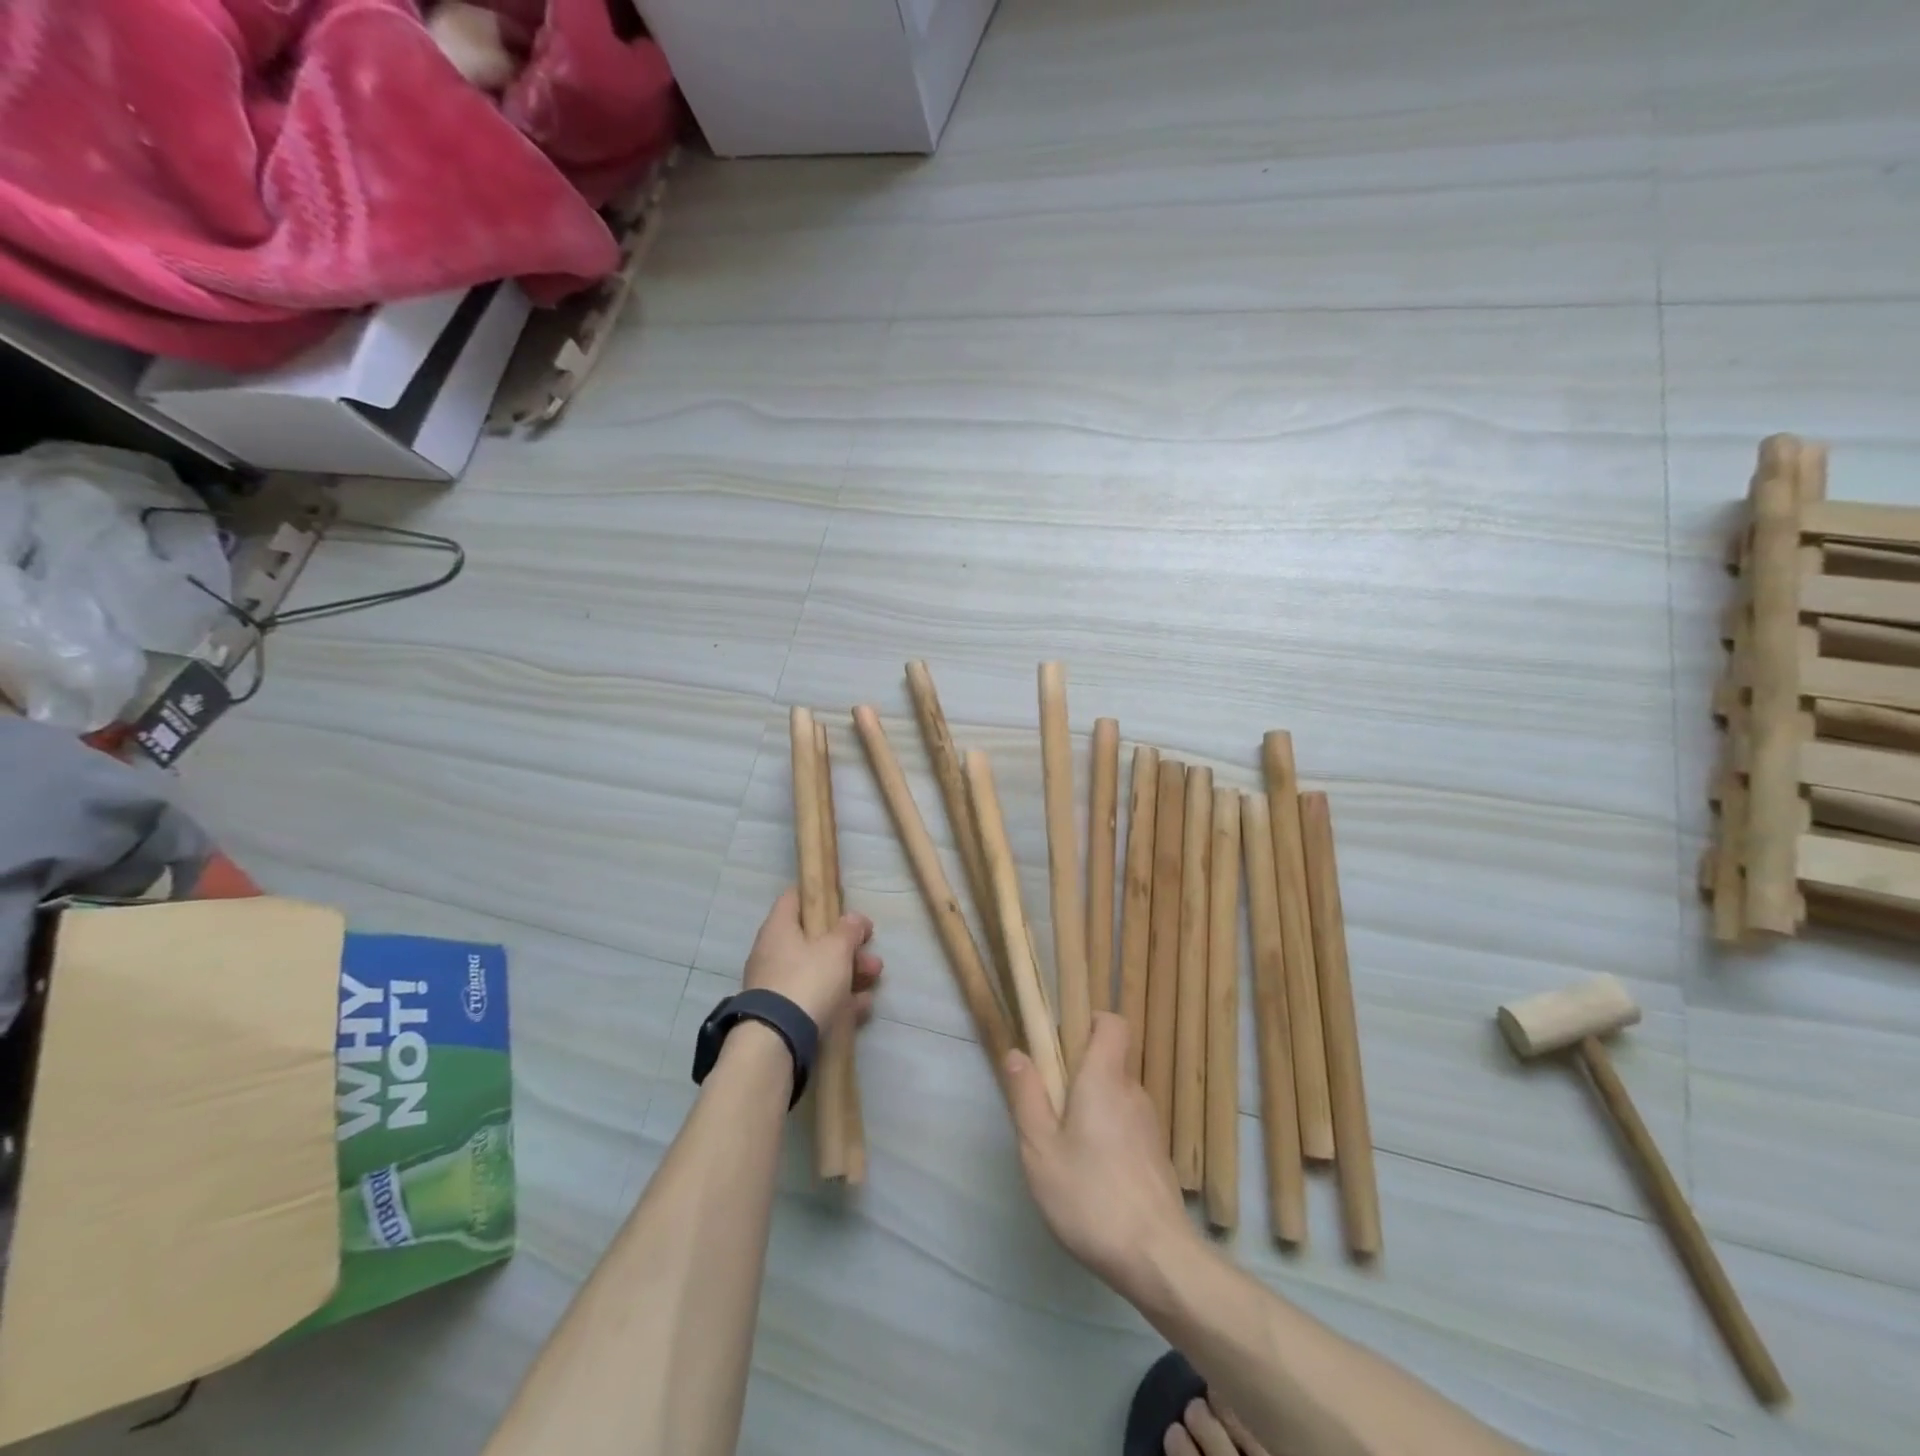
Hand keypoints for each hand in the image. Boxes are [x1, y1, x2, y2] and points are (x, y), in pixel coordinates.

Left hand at [742, 887, 881, 1028]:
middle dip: (847, 946)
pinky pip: (815, 999)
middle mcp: (773, 954)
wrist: (777, 1042)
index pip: (794, 898)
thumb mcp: (836, 949)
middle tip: (871, 953)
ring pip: (818, 971)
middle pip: (813, 939)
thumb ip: (849, 930)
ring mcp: (777, 986)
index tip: (842, 902)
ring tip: (874, 979)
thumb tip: (855, 919)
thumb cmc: (807, 980)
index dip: (818, 895)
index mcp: (779, 929)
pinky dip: (839, 999)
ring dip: (849, 973)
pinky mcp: (784, 1015)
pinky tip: (862, 1006)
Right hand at [1004, 1012, 1192, 1290]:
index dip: (1087, 1021)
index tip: (1059, 1043)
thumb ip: (1027, 1096)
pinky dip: (1108, 1132)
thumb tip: (1017, 1053)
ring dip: (1092, 1106)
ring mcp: (1150, 1125)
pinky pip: (1127, 1124)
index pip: (1111, 1022)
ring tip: (1066, 1146)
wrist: (1158, 1259)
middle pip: (1108, 1060)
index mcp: (1104, 1078)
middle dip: (1078, 1071)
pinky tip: (1091, 1173)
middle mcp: (1133, 1091)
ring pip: (1116, 1095)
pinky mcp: (1157, 1155)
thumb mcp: (1040, 1149)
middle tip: (1049, 1105)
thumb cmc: (1090, 1196)